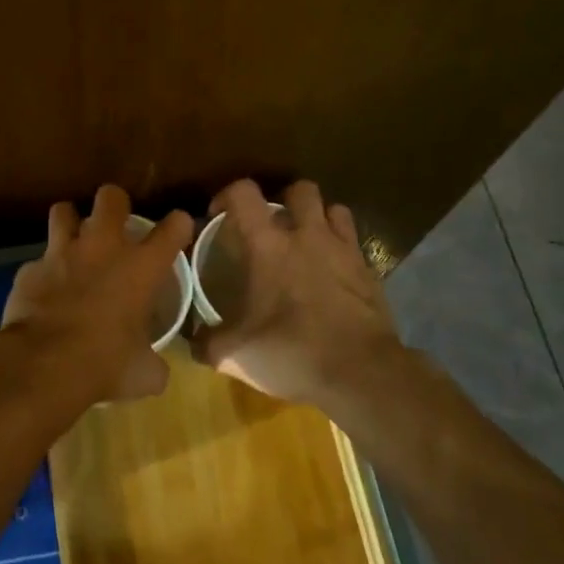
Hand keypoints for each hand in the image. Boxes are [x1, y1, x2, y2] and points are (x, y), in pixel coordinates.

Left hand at [0, 185, 193, 404]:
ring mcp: (61, 253)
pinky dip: (43, 271)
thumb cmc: (104, 365)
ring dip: (70, 223)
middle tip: (115, 223)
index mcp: (141, 267)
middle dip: (115, 204)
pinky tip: (44, 289)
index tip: (177, 229)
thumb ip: (153, 363)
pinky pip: (38, 259)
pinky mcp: (29, 268)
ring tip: (73, 241)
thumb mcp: (143, 373)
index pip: (173, 227)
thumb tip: (155, 369)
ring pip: (63, 211)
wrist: (42, 365)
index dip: (178, 225)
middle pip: (111, 197)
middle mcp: (103, 247)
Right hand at [193, 180, 402, 407]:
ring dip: (319, 218)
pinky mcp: (370, 273)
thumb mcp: (235, 355)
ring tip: (307, 242)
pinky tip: (333, 274)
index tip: (219, 216)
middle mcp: (308, 236)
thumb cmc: (291, 352)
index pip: (244, 194)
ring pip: (335, 209)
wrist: (362, 374)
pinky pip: (355, 245)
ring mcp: (344, 251)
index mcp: (268, 246)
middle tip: (272, 226)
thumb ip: (208, 343)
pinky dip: (342, 250)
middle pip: (300, 190)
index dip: (228, 196)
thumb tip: (193, 342)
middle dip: (284, 199)